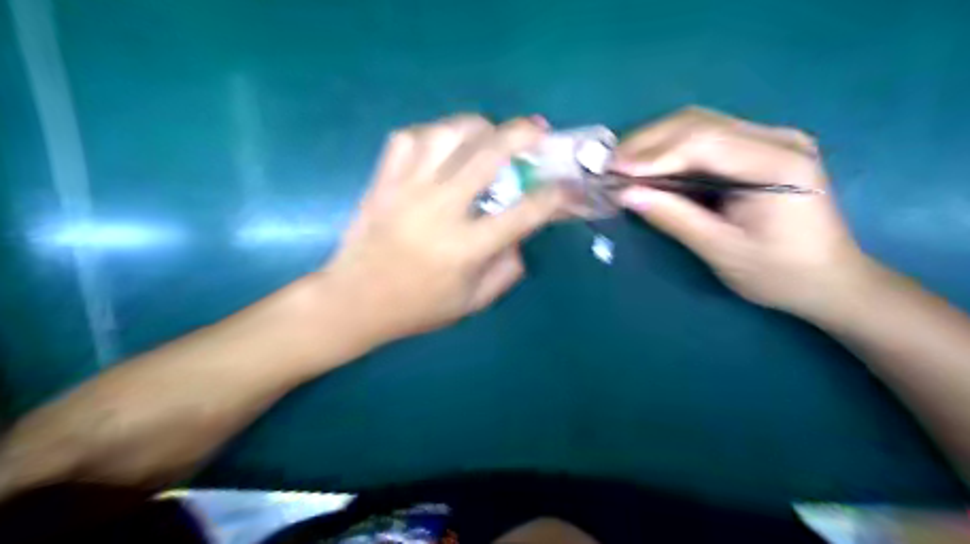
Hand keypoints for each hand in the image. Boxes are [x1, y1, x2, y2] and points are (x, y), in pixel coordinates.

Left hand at [322, 113, 561, 342]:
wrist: (353, 301)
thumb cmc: (417, 307)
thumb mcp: (472, 303)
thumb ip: (506, 270)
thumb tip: (521, 236)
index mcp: (466, 248)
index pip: (524, 212)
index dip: (555, 195)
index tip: (567, 185)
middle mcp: (440, 210)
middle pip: (488, 155)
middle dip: (521, 134)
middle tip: (537, 130)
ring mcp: (407, 190)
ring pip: (447, 134)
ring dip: (476, 126)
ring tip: (489, 132)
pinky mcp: (383, 182)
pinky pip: (407, 139)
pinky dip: (431, 134)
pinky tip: (442, 145)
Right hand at [608, 105, 868, 315]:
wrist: (829, 280)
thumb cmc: (780, 273)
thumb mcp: (722, 250)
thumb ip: (674, 218)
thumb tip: (626, 194)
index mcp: (777, 163)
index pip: (703, 142)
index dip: (652, 153)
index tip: (613, 170)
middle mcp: (777, 138)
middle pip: (699, 123)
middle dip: (648, 142)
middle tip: (610, 165)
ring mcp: (770, 139)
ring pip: (699, 124)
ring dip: (656, 142)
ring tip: (622, 164)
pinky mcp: (760, 148)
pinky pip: (707, 137)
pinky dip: (671, 148)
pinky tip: (650, 164)